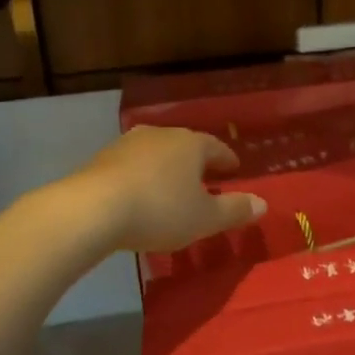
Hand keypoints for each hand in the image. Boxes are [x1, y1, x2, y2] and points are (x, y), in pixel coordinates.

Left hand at [74, 127, 265, 252]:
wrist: (92, 209)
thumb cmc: (159, 210)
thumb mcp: (205, 218)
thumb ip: (234, 210)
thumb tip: (263, 204)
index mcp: (192, 144)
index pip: (217, 148)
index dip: (227, 160)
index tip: (234, 169)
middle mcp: (162, 135)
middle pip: (186, 146)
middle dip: (197, 163)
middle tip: (205, 179)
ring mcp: (129, 144)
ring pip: (157, 154)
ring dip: (167, 169)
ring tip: (171, 188)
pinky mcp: (102, 159)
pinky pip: (132, 166)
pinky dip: (142, 178)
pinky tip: (140, 195)